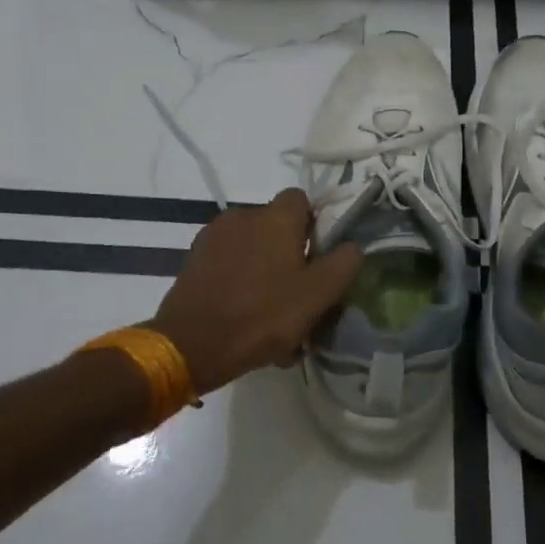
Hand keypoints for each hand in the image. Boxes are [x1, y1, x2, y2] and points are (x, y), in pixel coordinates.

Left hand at [151, 188, 363, 396]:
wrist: (192, 344)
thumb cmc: (263, 315)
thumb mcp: (318, 294)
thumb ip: (343, 263)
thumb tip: (352, 245)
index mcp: (276, 217)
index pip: (301, 200)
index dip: (313, 225)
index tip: (316, 257)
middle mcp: (244, 215)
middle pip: (275, 226)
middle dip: (287, 253)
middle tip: (295, 292)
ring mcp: (214, 235)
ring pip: (251, 246)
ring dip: (262, 269)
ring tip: (267, 311)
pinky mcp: (194, 258)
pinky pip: (227, 262)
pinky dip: (238, 280)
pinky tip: (242, 314)